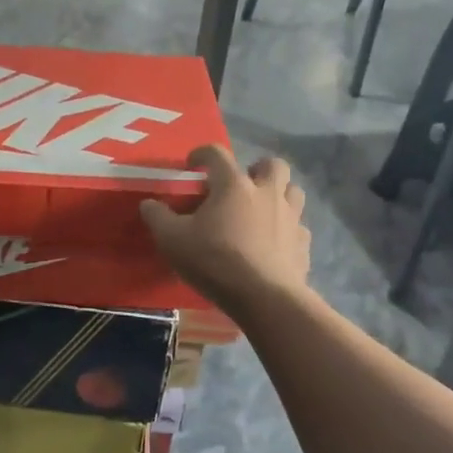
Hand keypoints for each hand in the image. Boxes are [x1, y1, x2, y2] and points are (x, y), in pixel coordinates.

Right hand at [139, 144, 311, 312]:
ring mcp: (291, 218)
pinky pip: (299, 228)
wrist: (263, 298)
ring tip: (262, 210)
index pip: (217, 154)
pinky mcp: (303, 244)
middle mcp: (267, 193)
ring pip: (293, 191)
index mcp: (234, 185)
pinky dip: (288, 230)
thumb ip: (158, 218)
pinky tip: (275, 244)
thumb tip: (148, 204)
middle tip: (241, 185)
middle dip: (257, 168)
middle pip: (273, 164)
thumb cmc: (215, 261)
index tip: (193, 164)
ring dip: (279, 194)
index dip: (202, 154)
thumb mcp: (172, 240)